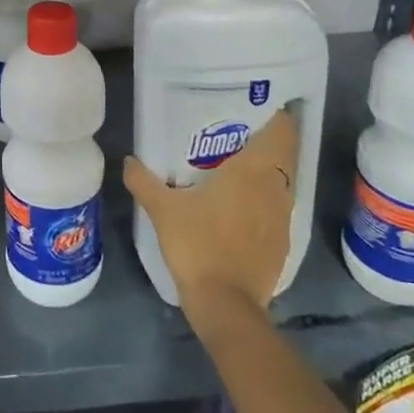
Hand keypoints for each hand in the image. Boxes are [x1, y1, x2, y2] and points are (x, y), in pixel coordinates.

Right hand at [123, 109, 299, 321]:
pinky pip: (278, 209)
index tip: (257, 107)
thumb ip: (144, 181)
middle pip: (284, 155)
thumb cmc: (198, 245)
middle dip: (268, 142)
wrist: (226, 305)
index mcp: (253, 171)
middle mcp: (276, 189)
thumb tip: (129, 160)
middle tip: (239, 134)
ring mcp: (283, 219)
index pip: (282, 132)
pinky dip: (266, 201)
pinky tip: (242, 207)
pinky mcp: (283, 244)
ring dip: (268, 173)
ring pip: (283, 183)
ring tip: (239, 167)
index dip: (276, 116)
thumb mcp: (163, 210)